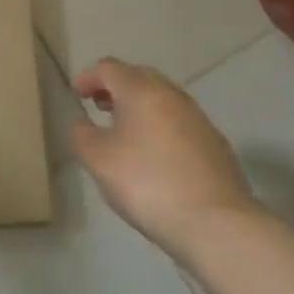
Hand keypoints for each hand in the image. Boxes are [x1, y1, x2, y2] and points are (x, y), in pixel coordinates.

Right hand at [71, 57, 258, 247]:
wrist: (217, 225)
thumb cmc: (148, 183)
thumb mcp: (98, 160)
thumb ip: (81, 134)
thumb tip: (82, 122)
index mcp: (141, 90)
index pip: (108, 68)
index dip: (88, 77)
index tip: (76, 95)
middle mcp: (172, 95)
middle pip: (138, 77)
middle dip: (116, 88)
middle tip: (100, 107)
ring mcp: (198, 119)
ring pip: (162, 99)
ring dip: (140, 107)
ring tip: (126, 132)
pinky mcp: (216, 145)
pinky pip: (180, 123)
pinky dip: (161, 127)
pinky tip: (157, 156)